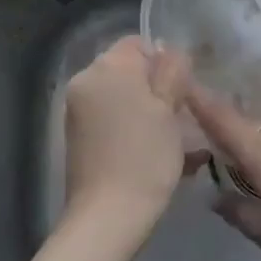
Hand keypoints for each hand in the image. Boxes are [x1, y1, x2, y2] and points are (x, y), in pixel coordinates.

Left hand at [64, 36, 194, 236]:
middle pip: (128, 70)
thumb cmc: (145, 157)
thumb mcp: (169, 108)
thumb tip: (170, 52)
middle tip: (182, 115)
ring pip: (122, 97)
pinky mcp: (78, 138)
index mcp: (107, 67)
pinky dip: (134, 128)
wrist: (108, 216)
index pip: (138, 43)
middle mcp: (86, 82)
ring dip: (148, 110)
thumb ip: (171, 72)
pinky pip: (112, 119)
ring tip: (176, 140)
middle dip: (156, 87)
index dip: (164, 62)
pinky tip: (158, 154)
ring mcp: (78, 111)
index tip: (183, 90)